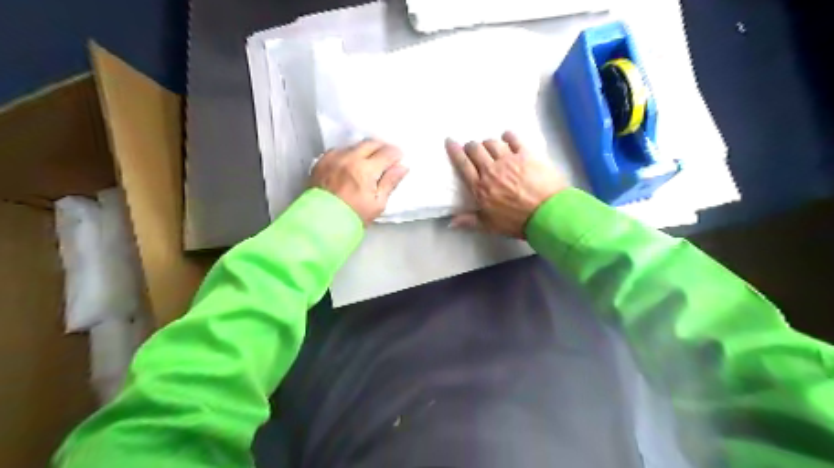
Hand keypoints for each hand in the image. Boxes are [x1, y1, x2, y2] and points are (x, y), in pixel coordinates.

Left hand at [311, 140, 410, 225]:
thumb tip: (402, 167)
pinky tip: (350, 164)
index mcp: (366, 169)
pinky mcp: (322, 161)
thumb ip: (390, 182)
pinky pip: (339, 150)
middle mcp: (349, 158)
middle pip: (371, 143)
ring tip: (369, 161)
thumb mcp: (378, 204)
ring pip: (355, 145)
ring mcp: (334, 157)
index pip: (387, 153)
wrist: (321, 222)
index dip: (396, 154)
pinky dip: (348, 154)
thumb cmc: (353, 216)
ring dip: (365, 149)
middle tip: (387, 156)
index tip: (399, 158)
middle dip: (382, 147)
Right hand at [450, 130, 567, 237]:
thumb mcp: (490, 226)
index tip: (450, 141)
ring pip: (492, 143)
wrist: (546, 213)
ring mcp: (509, 160)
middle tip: (472, 148)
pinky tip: (507, 137)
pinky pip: (514, 139)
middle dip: (471, 146)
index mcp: (480, 187)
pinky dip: (508, 136)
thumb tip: (451, 222)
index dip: (454, 151)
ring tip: (490, 146)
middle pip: (476, 150)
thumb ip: (469, 221)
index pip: (463, 164)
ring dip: (488, 143)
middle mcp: (491, 170)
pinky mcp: (526, 154)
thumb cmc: (516, 222)